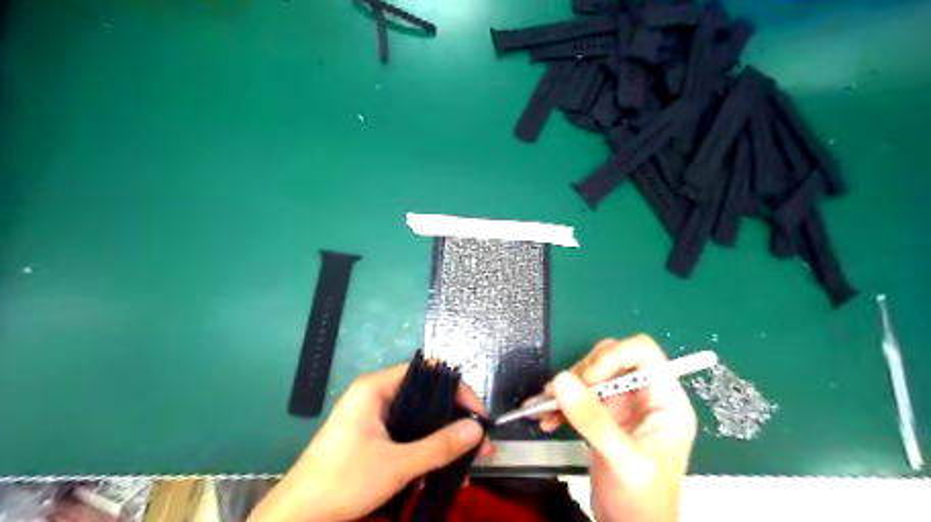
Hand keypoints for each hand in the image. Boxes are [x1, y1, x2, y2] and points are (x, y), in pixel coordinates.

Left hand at [246, 363, 492, 521]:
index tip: (478, 415)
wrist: (296, 518)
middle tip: (479, 441)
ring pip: (417, 418)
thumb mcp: (397, 464)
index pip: (427, 373)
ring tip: (468, 460)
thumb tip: (477, 429)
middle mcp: (375, 396)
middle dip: (454, 419)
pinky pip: (406, 435)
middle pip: (425, 396)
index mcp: (375, 388)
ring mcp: (372, 418)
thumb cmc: (343, 481)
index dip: (456, 390)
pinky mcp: (370, 438)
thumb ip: (440, 446)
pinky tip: (443, 468)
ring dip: (443, 437)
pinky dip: (426, 447)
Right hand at [536, 336, 693, 520]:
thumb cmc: (642, 502)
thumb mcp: (622, 460)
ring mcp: (623, 406)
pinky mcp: (604, 416)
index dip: (612, 357)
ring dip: (565, 387)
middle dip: (582, 372)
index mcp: (665, 401)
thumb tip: (561, 380)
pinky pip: (579, 395)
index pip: (642, 353)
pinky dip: (560, 403)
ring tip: (545, 407)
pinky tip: (544, 417)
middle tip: (559, 392)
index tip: (585, 379)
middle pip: (612, 359)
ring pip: (591, 374)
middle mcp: (645, 397)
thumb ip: (593, 420)